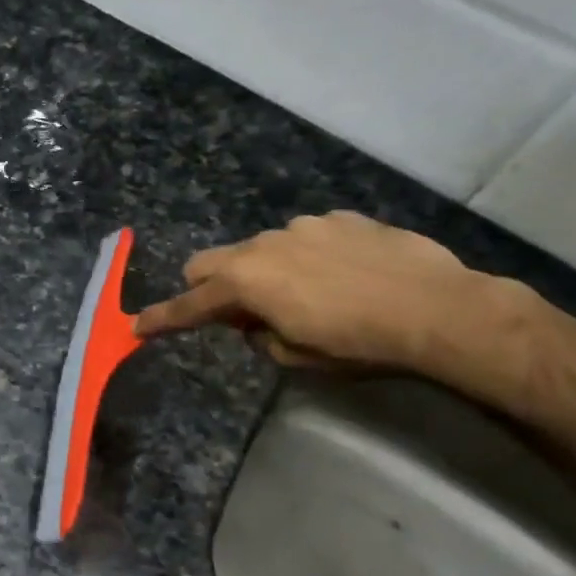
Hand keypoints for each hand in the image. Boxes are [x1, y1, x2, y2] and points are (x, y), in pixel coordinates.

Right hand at [133, 211, 490, 372]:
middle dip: (210, 286)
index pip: (190, 304)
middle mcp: (263, 245)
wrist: (438, 309)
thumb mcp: (298, 357)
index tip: (138, 326)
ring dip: (266, 271)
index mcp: (245, 282)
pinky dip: (309, 256)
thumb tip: (255, 322)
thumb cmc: (358, 344)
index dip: (163, 318)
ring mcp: (303, 226)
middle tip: (240, 312)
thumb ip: (260, 337)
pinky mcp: (340, 218)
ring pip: (261, 248)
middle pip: (210, 261)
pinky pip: (307, 237)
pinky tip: (346, 275)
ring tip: (311, 294)